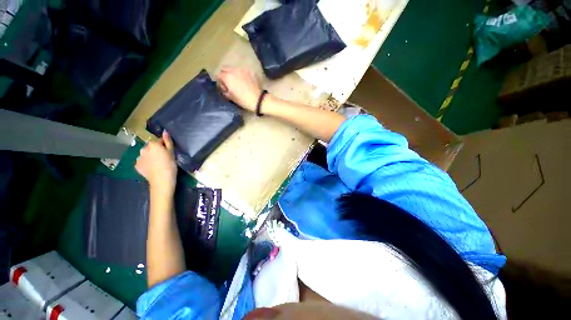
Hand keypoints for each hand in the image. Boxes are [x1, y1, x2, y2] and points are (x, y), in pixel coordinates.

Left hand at [136, 131, 177, 195]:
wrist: (161, 180)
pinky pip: (142, 162)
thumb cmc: (170, 165)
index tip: (168, 153)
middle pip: (151, 148)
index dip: (164, 146)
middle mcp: (143, 149)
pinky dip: (146, 164)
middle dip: (155, 151)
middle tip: (163, 159)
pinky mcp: (136, 166)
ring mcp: (138, 158)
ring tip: (157, 165)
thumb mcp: (172, 152)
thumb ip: (168, 141)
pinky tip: (152, 168)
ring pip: (146, 155)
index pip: (159, 141)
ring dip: (150, 157)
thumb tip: (165, 131)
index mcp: (153, 144)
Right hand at [216, 67, 261, 111]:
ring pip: (233, 69)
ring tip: (237, 82)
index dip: (220, 82)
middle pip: (225, 69)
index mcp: (227, 77)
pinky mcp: (250, 72)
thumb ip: (225, 90)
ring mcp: (242, 70)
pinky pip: (242, 71)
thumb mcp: (231, 97)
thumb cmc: (243, 100)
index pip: (218, 75)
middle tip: (229, 83)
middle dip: (225, 75)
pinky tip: (244, 81)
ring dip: (233, 74)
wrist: (258, 100)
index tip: (224, 88)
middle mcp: (233, 70)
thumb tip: (224, 88)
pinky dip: (241, 74)